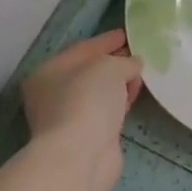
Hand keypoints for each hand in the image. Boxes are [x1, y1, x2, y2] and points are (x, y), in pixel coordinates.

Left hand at [17, 29, 142, 190]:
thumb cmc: (87, 101)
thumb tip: (133, 64)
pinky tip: (135, 97)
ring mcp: (69, 117)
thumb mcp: (110, 67)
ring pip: (99, 93)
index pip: (82, 49)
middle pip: (89, 72)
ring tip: (142, 75)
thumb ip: (124, 61)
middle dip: (114, 62)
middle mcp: (53, 94)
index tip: (127, 34)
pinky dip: (120, 102)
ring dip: (119, 84)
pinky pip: (107, 111)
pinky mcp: (87, 136)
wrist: (80, 156)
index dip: (106, 40)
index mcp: (49, 72)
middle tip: (138, 54)